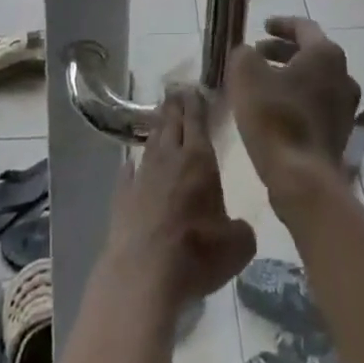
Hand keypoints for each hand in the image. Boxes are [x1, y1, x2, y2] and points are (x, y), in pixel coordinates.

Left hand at [106, 88, 254, 307]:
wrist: (143, 274)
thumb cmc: (197, 253)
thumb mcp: (236, 246)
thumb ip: (241, 230)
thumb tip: (238, 229)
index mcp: (199, 160)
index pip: (196, 121)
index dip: (195, 104)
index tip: (192, 88)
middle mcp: (169, 159)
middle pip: (171, 125)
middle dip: (174, 107)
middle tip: (174, 90)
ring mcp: (142, 177)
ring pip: (151, 145)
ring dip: (156, 130)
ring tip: (159, 119)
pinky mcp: (122, 199)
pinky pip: (128, 175)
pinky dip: (131, 167)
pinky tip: (130, 165)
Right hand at [227, 17, 361, 207]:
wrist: (303, 178)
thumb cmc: (275, 117)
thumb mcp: (246, 74)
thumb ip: (243, 54)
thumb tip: (247, 54)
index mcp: (325, 54)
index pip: (303, 27)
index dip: (281, 24)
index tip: (262, 27)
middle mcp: (343, 75)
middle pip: (311, 53)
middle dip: (282, 51)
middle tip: (257, 54)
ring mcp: (346, 106)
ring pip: (315, 80)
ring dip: (290, 75)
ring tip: (264, 82)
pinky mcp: (341, 133)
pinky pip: (318, 104)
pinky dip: (298, 98)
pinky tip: (277, 109)